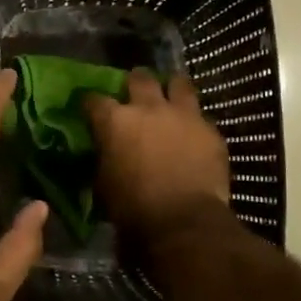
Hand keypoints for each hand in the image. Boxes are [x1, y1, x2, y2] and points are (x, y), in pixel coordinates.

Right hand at [84, 70, 229, 239]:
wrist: (183, 222)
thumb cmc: (133, 208)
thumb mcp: (103, 183)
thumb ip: (105, 157)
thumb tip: (106, 151)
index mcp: (115, 121)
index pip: (94, 99)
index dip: (90, 103)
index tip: (89, 109)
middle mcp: (148, 108)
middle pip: (139, 78)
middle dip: (135, 82)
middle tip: (134, 93)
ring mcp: (183, 115)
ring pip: (179, 83)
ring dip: (171, 89)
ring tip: (170, 98)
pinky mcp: (210, 130)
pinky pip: (200, 116)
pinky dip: (193, 121)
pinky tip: (192, 133)